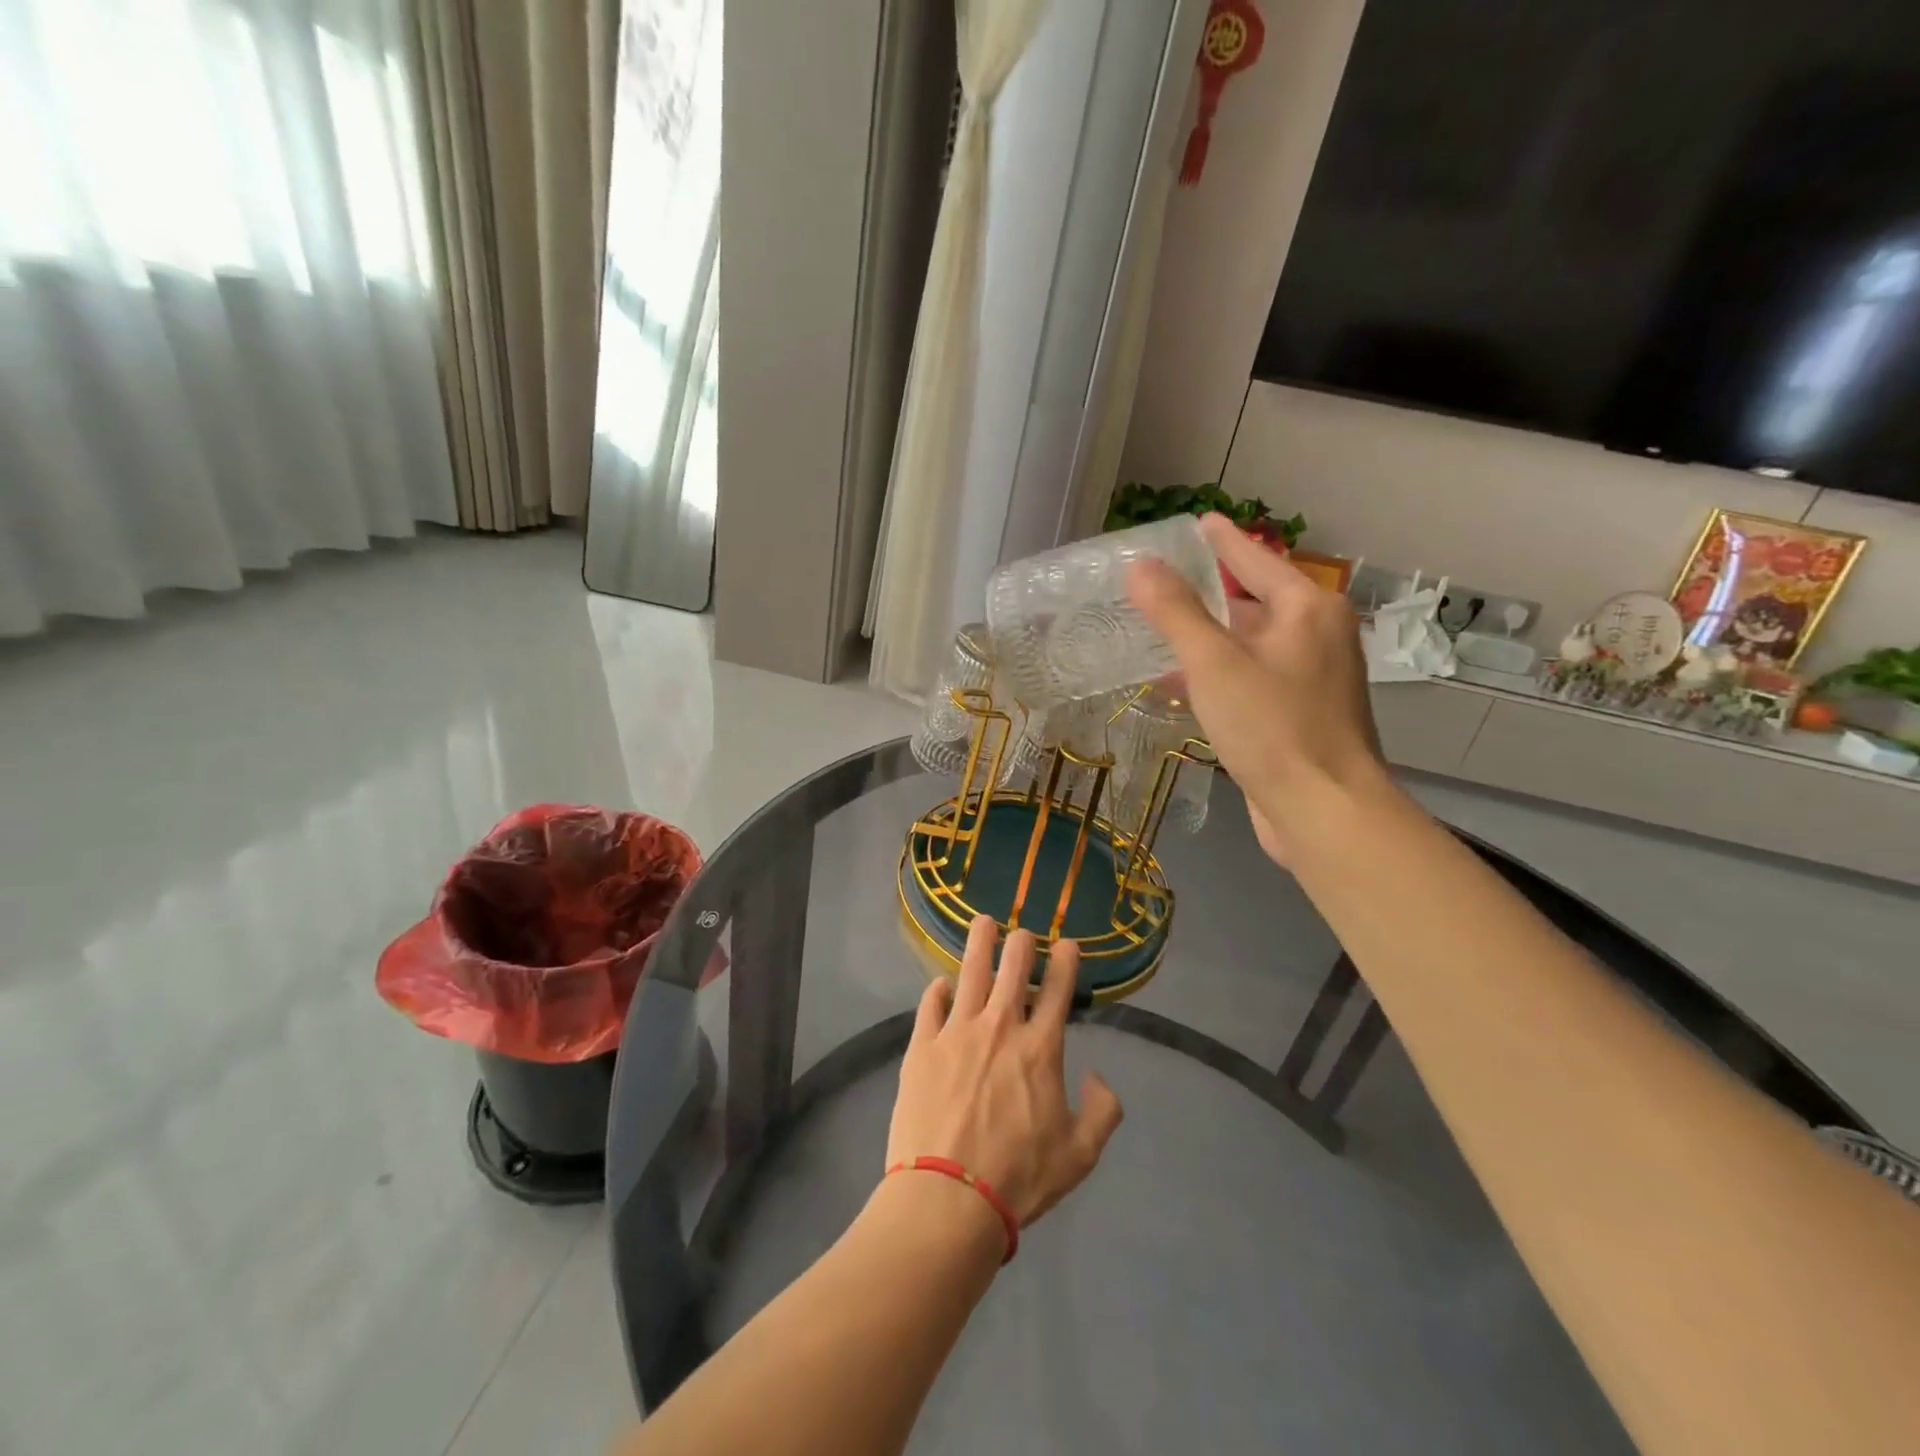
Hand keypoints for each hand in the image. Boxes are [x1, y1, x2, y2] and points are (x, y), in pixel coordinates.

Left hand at [888, 916, 1123, 1226]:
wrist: (948, 1198)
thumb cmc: (1019, 1177)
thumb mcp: (1079, 1155)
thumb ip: (1102, 1111)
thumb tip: (1099, 1077)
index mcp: (1040, 1047)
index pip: (1057, 988)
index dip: (1065, 960)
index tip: (1067, 944)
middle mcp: (1000, 1026)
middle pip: (1013, 966)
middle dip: (1022, 943)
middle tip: (1023, 935)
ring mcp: (956, 1031)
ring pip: (970, 970)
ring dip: (980, 942)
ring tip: (984, 922)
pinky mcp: (921, 1045)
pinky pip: (931, 1003)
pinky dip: (939, 989)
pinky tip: (942, 984)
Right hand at [1127, 512, 1386, 864]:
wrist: (1323, 809)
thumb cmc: (1272, 726)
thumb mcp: (1214, 662)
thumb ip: (1175, 612)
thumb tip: (1141, 566)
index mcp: (1308, 610)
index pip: (1256, 560)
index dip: (1223, 541)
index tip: (1199, 522)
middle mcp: (1317, 636)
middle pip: (1256, 601)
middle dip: (1210, 592)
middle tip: (1164, 581)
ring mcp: (1312, 678)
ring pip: (1251, 644)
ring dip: (1209, 638)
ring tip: (1162, 630)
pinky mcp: (1300, 715)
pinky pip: (1252, 678)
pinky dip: (1218, 675)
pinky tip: (1180, 686)